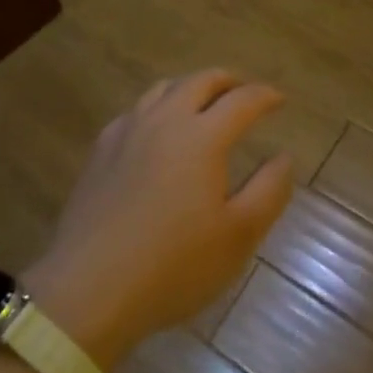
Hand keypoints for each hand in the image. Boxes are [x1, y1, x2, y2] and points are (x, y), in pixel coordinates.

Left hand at [24, 69, 293, 370]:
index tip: (280, 100)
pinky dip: (157, 108)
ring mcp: (128, 132)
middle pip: (201, 81)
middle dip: (229, 81)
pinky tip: (156, 130)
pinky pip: (135, 111)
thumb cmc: (173, 266)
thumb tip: (284, 157)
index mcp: (203, 136)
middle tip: (244, 93)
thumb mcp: (238, 236)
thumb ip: (269, 190)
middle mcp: (166, 120)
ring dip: (191, 87)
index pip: (242, 100)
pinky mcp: (100, 151)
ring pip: (164, 89)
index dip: (265, 96)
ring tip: (203, 103)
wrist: (89, 292)